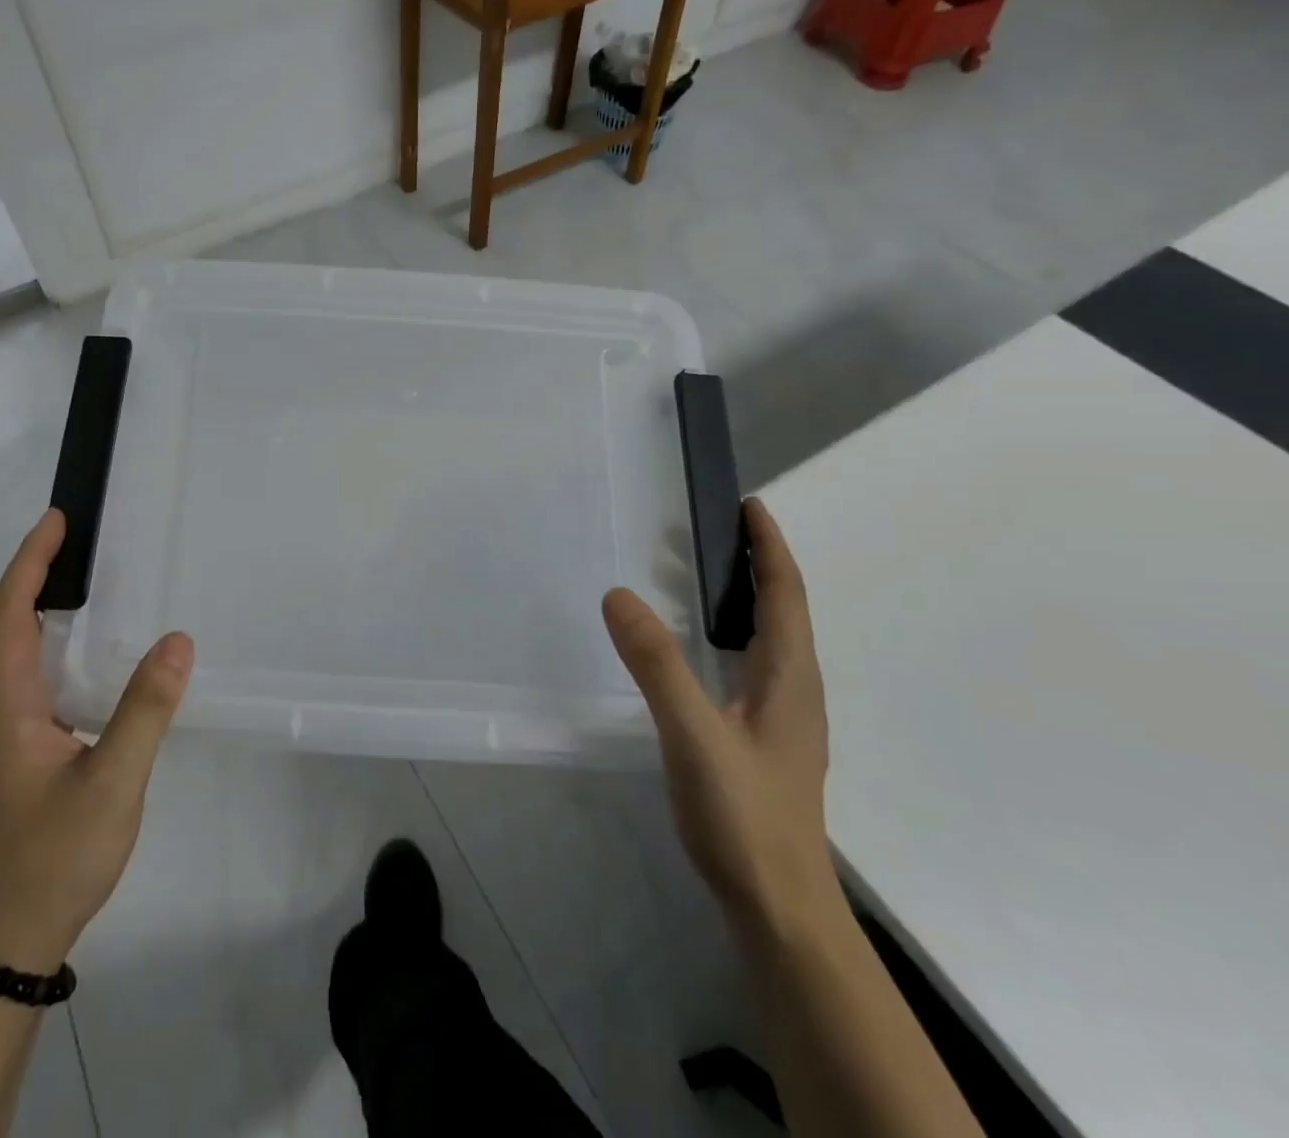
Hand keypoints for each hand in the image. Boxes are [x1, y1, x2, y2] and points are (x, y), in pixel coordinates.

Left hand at [0, 509, 193, 972]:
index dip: (31, 562)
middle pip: (11, 623)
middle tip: (84, 538)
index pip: (10, 613)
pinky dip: (63, 644)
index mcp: (7, 705)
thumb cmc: (53, 859)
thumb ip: (144, 711)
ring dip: (49, 606)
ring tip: (93, 577)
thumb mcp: (110, 784)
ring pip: (23, 651)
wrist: (10, 939)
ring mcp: (10, 731)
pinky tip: (100, 651)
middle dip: (40, 573)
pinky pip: (41, 677)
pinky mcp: (27, 749)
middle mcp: (0, 708)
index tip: (58, 521)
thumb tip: (177, 640)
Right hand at [603, 498, 839, 939]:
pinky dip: (730, 632)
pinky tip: (701, 647)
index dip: (770, 548)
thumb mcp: (694, 734)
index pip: (786, 596)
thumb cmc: (744, 816)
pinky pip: (751, 663)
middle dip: (757, 564)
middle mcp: (794, 690)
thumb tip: (618, 594)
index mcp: (789, 678)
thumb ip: (657, 665)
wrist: (778, 906)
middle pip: (783, 611)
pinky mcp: (763, 739)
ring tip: (702, 573)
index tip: (751, 505)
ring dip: (745, 598)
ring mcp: (782, 718)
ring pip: (768, 639)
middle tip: (714, 529)